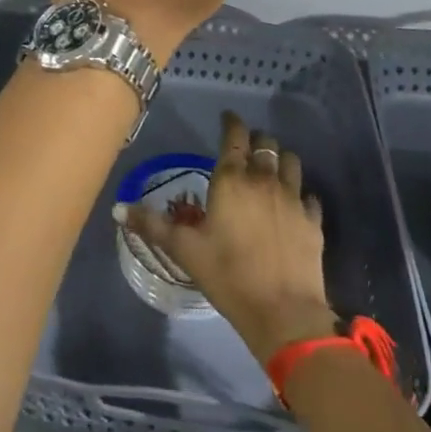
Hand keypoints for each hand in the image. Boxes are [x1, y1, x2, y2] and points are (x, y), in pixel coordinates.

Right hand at [119, 110, 336, 363]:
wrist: (283, 313)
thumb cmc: (227, 275)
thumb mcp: (183, 249)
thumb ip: (151, 225)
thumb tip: (117, 208)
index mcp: (231, 179)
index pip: (234, 135)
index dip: (231, 122)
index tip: (227, 118)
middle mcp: (264, 179)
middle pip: (266, 144)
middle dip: (256, 140)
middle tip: (246, 147)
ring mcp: (293, 199)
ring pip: (291, 162)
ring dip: (280, 160)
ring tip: (271, 169)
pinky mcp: (313, 221)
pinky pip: (309, 196)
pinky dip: (301, 194)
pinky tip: (295, 205)